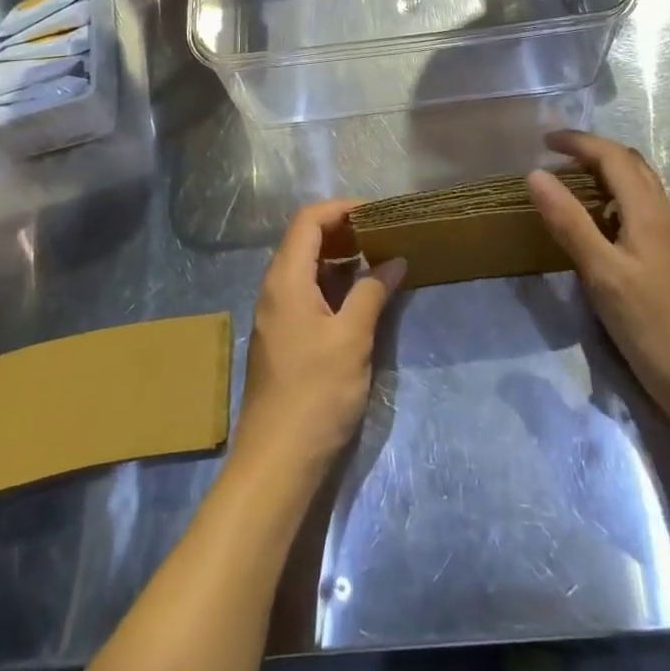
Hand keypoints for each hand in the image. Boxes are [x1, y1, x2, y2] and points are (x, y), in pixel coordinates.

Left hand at [236, 200, 405, 473]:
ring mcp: (276, 314)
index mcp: (286, 279)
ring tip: (378, 262)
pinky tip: (361, 298)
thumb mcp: (352, 338)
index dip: (341, 209)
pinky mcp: (282, 337)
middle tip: (382, 235)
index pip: (308, 221)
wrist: (277, 461)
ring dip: (340, 259)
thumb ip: (373, 292)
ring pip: (306, 268)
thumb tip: (394, 261)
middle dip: (343, 231)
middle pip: (304, 240)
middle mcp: (275, 289)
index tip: (377, 213)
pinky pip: (306, 292)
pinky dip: (333, 284)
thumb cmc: (316, 393)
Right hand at [528, 131, 669, 414]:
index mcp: (647, 210)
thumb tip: (536, 174)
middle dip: (593, 151)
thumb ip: (568, 221)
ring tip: (571, 183)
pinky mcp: (669, 256)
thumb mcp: (600, 272)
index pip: (612, 156)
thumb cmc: (648, 322)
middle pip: (630, 163)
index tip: (543, 140)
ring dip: (606, 172)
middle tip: (556, 158)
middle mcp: (663, 213)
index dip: (578, 142)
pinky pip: (641, 207)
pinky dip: (615, 197)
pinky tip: (598, 222)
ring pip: (639, 184)